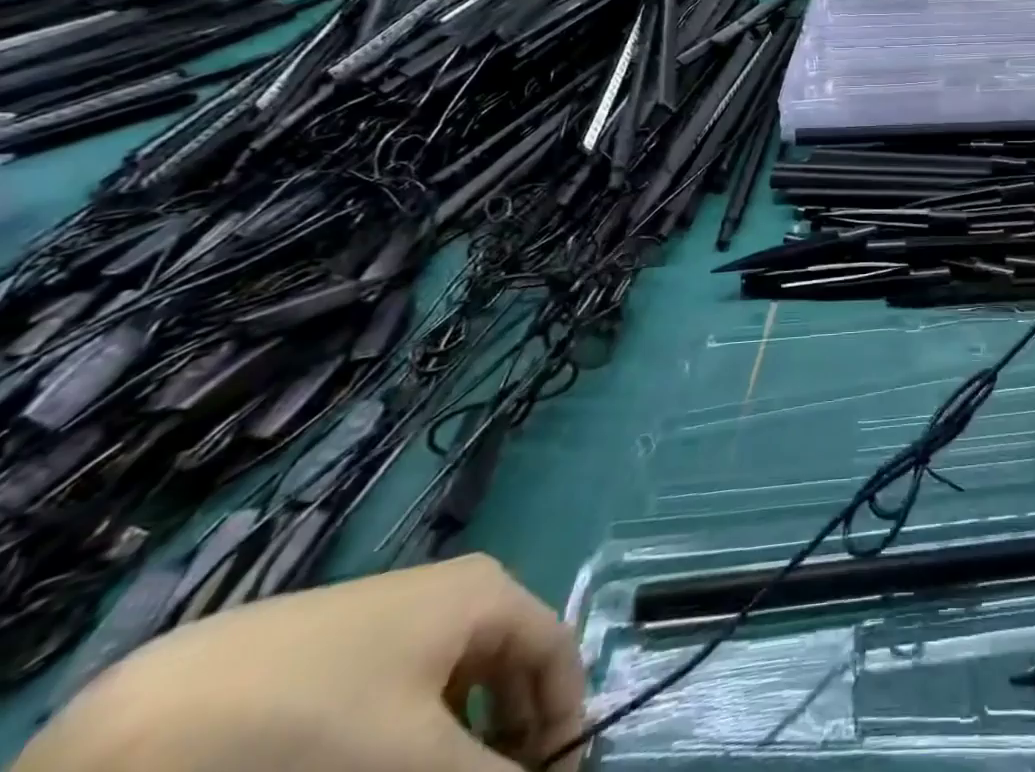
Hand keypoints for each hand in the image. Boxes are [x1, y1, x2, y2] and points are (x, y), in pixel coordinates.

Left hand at [17, 556, 584, 771]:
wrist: (155, 722)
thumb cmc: (317, 723)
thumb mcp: (416, 761)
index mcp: (486, 593)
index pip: (557, 652)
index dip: (565, 725)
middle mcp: (454, 593)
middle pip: (510, 666)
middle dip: (511, 740)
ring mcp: (394, 619)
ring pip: (457, 686)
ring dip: (463, 745)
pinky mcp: (341, 653)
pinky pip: (406, 693)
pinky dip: (414, 741)